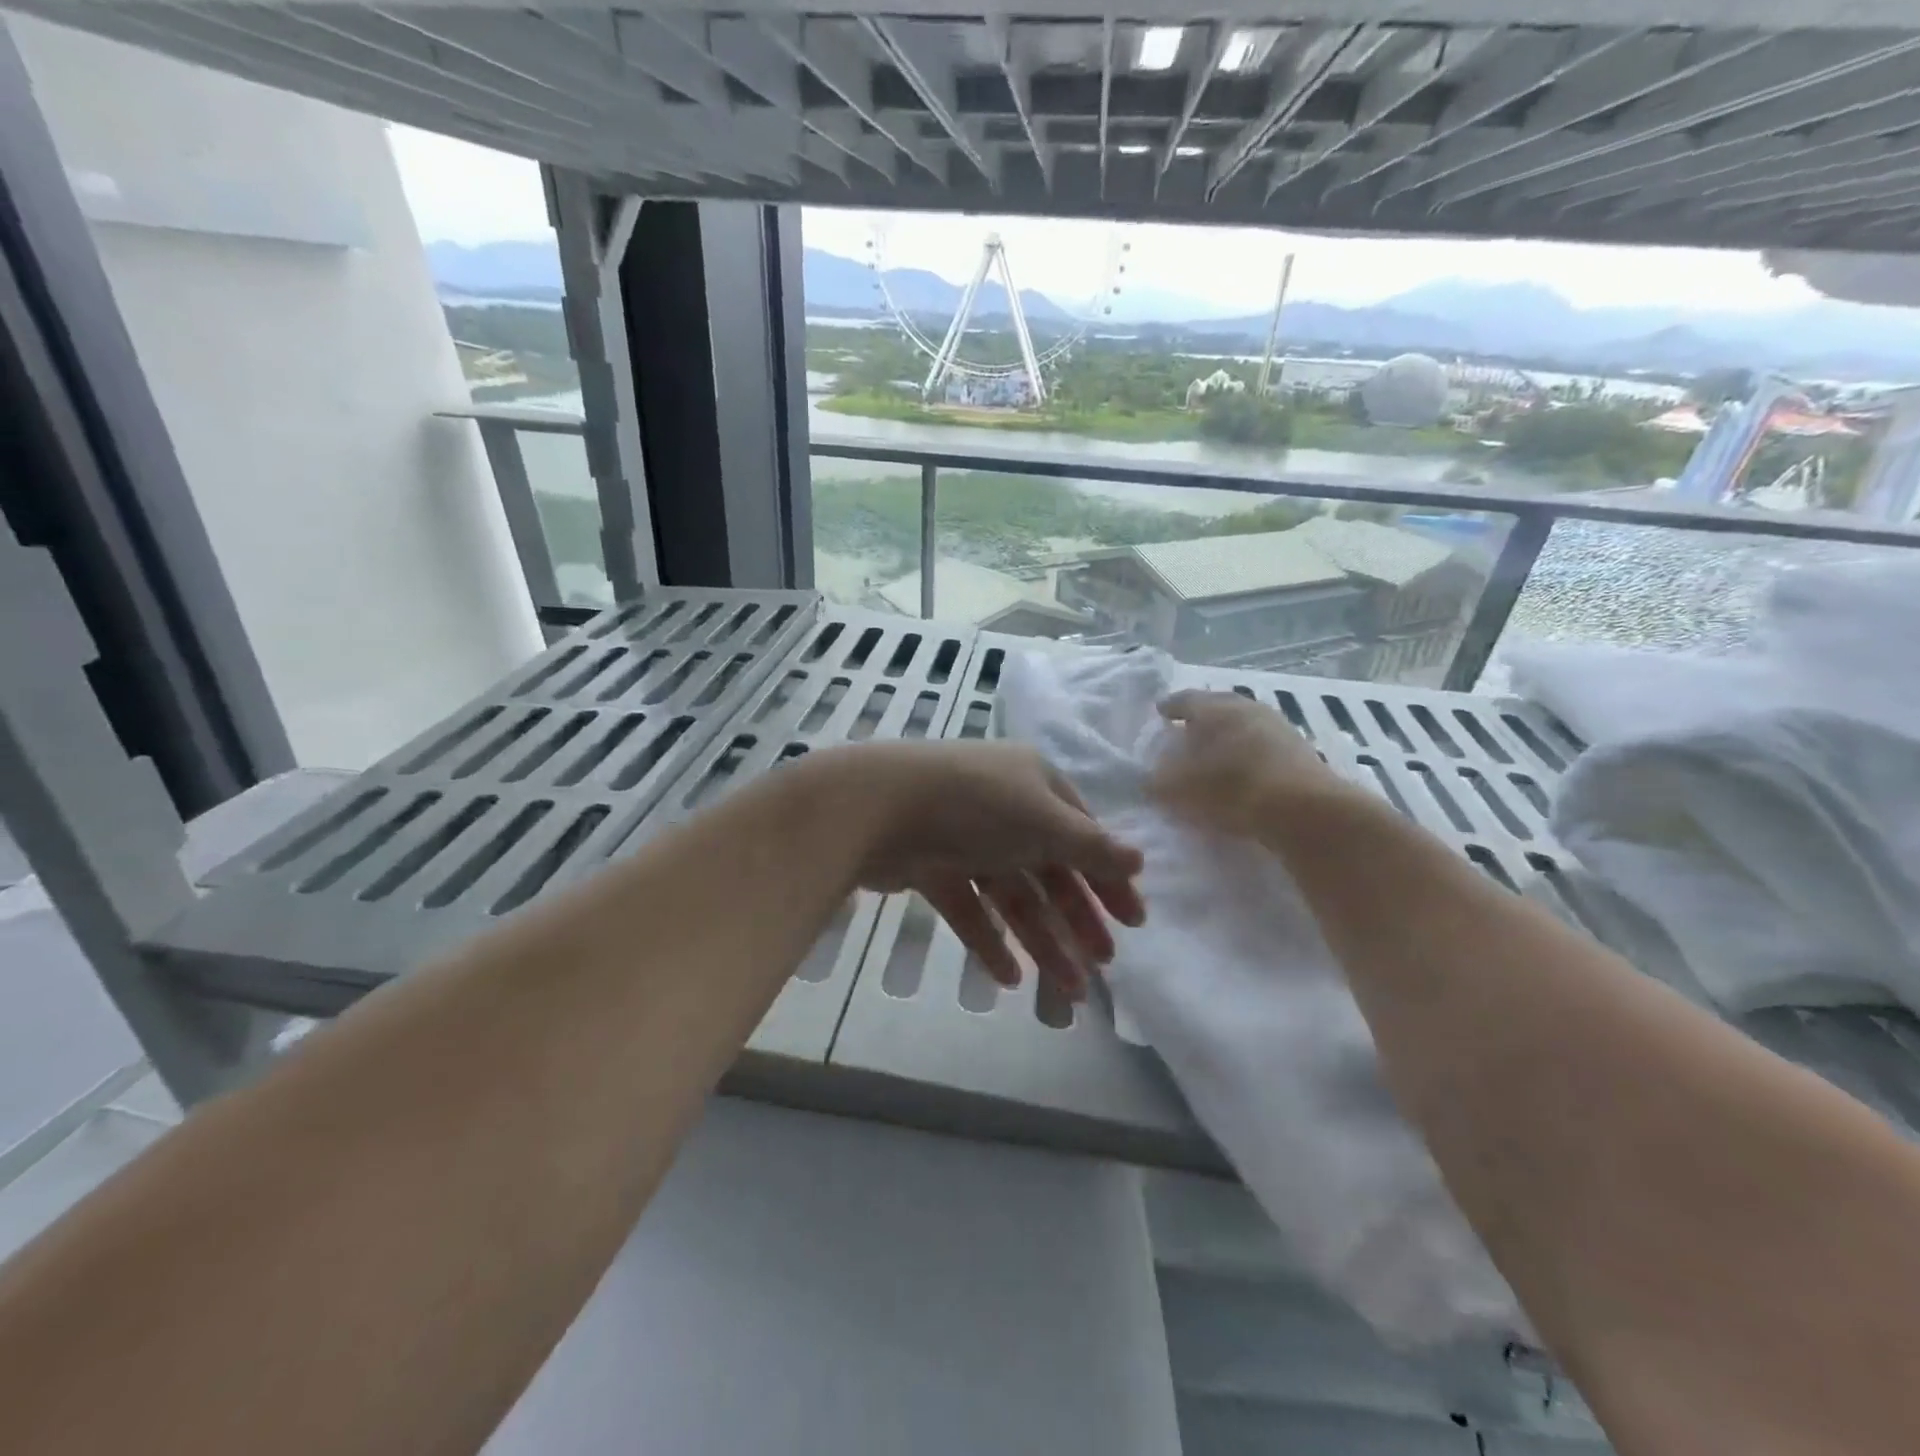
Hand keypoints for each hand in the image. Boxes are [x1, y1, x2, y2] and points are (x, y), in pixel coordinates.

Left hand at [805, 742, 1143, 1000]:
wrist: (876, 805)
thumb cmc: (976, 805)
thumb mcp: (1044, 821)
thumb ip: (1092, 847)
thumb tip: (1140, 859)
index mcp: (1034, 784)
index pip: (1082, 835)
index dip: (1109, 878)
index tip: (1134, 922)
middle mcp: (1003, 807)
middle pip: (1049, 870)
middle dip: (1076, 918)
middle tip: (1103, 964)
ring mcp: (965, 838)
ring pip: (1012, 895)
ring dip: (1041, 940)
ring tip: (1067, 990)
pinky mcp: (931, 866)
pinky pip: (970, 907)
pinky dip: (989, 939)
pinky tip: (1009, 977)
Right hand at [1152, 690, 1350, 836]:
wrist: (1302, 810)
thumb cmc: (1229, 789)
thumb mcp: (1178, 790)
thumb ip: (1157, 782)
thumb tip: (1149, 779)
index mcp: (1213, 708)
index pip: (1185, 699)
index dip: (1170, 706)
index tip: (1160, 712)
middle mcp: (1246, 707)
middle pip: (1218, 707)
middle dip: (1201, 720)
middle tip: (1186, 732)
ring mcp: (1278, 726)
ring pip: (1244, 725)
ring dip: (1228, 736)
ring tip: (1215, 754)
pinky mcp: (1300, 751)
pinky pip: (1263, 745)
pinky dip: (1248, 754)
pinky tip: (1243, 771)